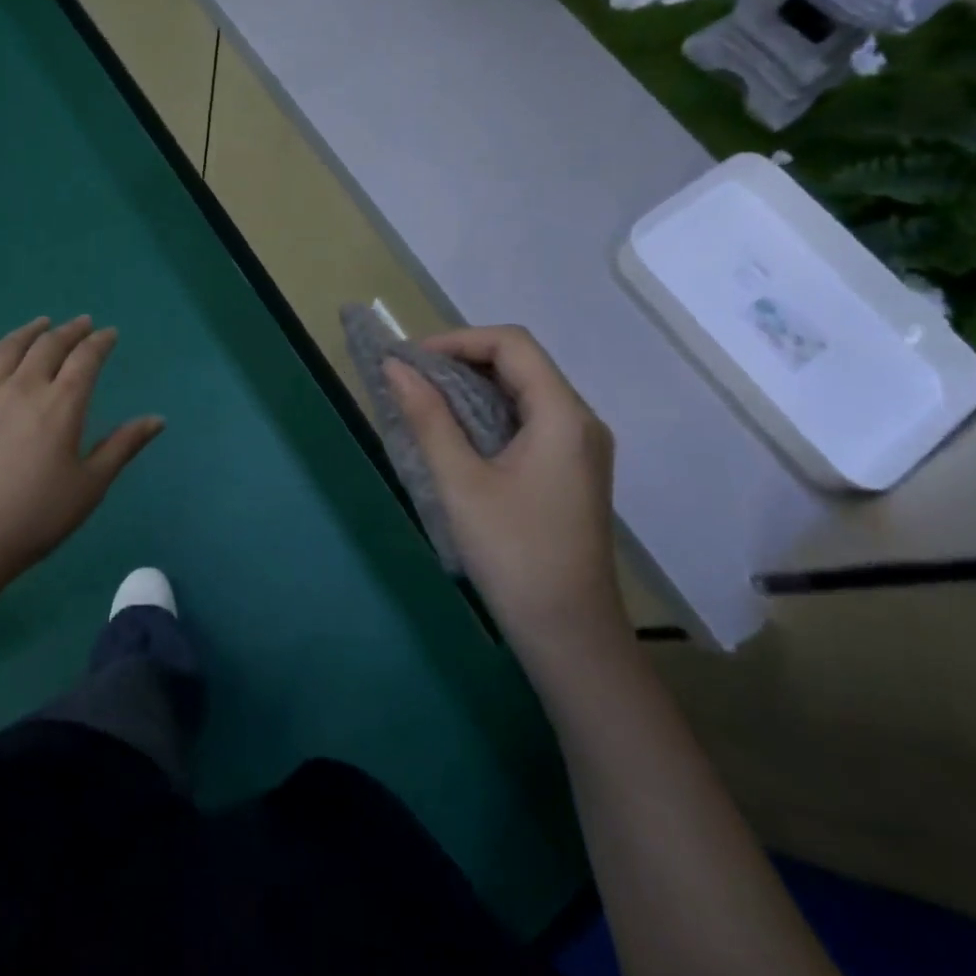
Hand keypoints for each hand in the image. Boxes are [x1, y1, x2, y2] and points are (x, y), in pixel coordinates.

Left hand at [0, 316, 164, 586]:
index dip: (100, 342)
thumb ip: (122, 447)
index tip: (110, 334)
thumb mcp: (90, 486)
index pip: (85, 359)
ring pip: (6, 350)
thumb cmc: (35, 517)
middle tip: (82, 324)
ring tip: (41, 324)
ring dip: (28, 332)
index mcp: (60, 405)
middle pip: (47, 346)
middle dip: (69, 331)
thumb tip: (157, 419)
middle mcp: (22, 389)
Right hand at [384, 325, 623, 654]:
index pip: (512, 344)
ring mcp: (580, 446)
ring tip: (424, 400)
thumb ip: (428, 418)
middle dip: (462, 360)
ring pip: (524, 391)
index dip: (457, 340)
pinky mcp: (572, 469)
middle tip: (410, 378)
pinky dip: (489, 413)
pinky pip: (529, 419)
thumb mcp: (460, 483)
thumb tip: (395, 367)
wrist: (570, 635)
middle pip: (520, 363)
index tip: (410, 360)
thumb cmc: (514, 555)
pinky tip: (456, 432)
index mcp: (562, 416)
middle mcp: (580, 421)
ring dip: (473, 387)